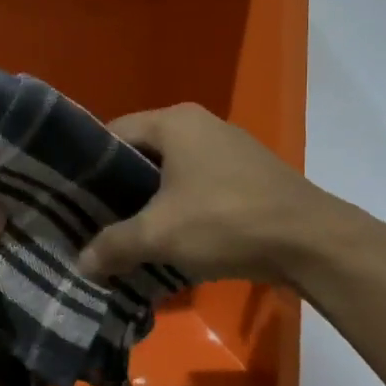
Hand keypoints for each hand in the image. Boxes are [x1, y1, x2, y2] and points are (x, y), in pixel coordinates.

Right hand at [77, 104, 333, 285]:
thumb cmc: (225, 221)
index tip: (72, 198)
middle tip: (95, 220)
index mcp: (174, 121)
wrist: (312, 242)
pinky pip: (199, 185)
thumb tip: (80, 264)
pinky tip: (173, 239)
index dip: (89, 166)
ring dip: (151, 202)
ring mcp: (230, 148)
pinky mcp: (249, 174)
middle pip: (143, 153)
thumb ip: (113, 245)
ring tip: (129, 234)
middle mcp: (201, 124)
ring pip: (172, 172)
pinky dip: (181, 208)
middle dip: (119, 188)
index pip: (114, 133)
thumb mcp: (159, 235)